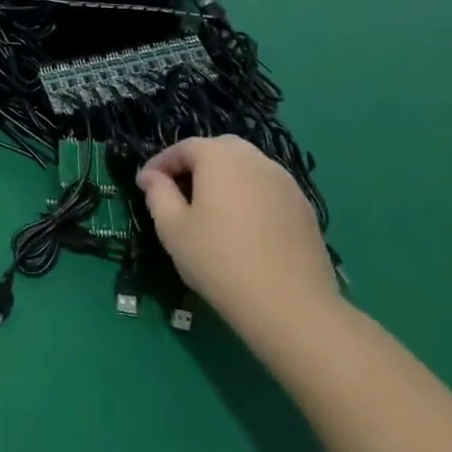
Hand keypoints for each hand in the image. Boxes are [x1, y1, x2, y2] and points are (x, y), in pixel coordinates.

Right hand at [136, 135, 339, 340]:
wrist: (289, 304)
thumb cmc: (217, 260)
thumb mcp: (171, 226)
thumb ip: (157, 193)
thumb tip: (150, 176)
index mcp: (220, 159)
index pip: (185, 147)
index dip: (161, 162)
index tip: (146, 183)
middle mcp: (256, 161)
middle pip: (221, 148)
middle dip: (196, 162)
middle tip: (179, 189)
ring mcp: (287, 184)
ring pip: (249, 166)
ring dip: (225, 176)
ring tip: (210, 206)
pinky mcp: (305, 209)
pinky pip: (268, 188)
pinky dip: (249, 194)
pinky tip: (241, 224)